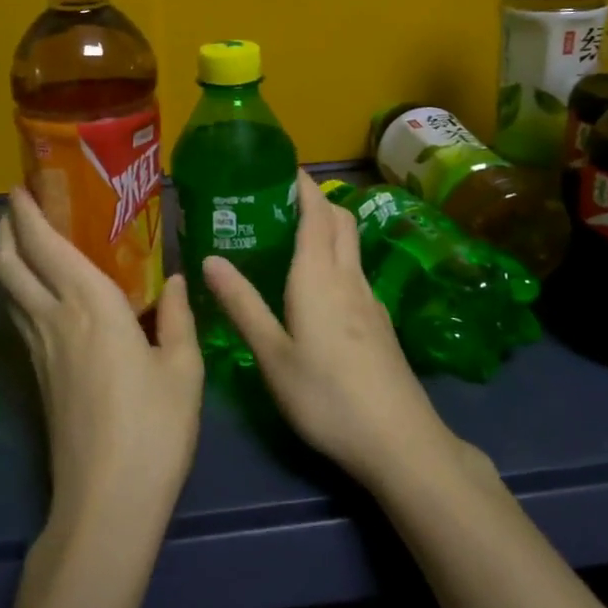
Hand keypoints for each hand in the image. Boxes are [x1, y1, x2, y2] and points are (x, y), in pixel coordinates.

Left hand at [0, 188, 204, 536]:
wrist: (106, 501)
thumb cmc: (154, 428)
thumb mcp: (183, 369)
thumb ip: (177, 317)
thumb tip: (176, 280)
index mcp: (91, 306)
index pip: (47, 246)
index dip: (29, 213)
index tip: (23, 185)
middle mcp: (55, 319)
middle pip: (11, 264)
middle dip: (7, 228)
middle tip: (20, 205)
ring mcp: (39, 350)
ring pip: (9, 290)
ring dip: (8, 258)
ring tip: (25, 240)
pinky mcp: (37, 377)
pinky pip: (20, 316)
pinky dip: (19, 290)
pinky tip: (40, 295)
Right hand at [203, 173, 454, 489]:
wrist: (398, 440)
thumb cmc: (325, 396)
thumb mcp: (272, 355)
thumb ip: (242, 304)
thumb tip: (209, 259)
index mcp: (318, 276)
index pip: (316, 213)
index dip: (302, 185)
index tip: (283, 167)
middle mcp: (349, 278)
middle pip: (340, 221)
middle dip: (316, 200)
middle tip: (281, 198)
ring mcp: (370, 300)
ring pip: (352, 245)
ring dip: (329, 226)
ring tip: (294, 234)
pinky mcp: (380, 322)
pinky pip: (356, 270)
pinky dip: (337, 256)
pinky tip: (319, 284)